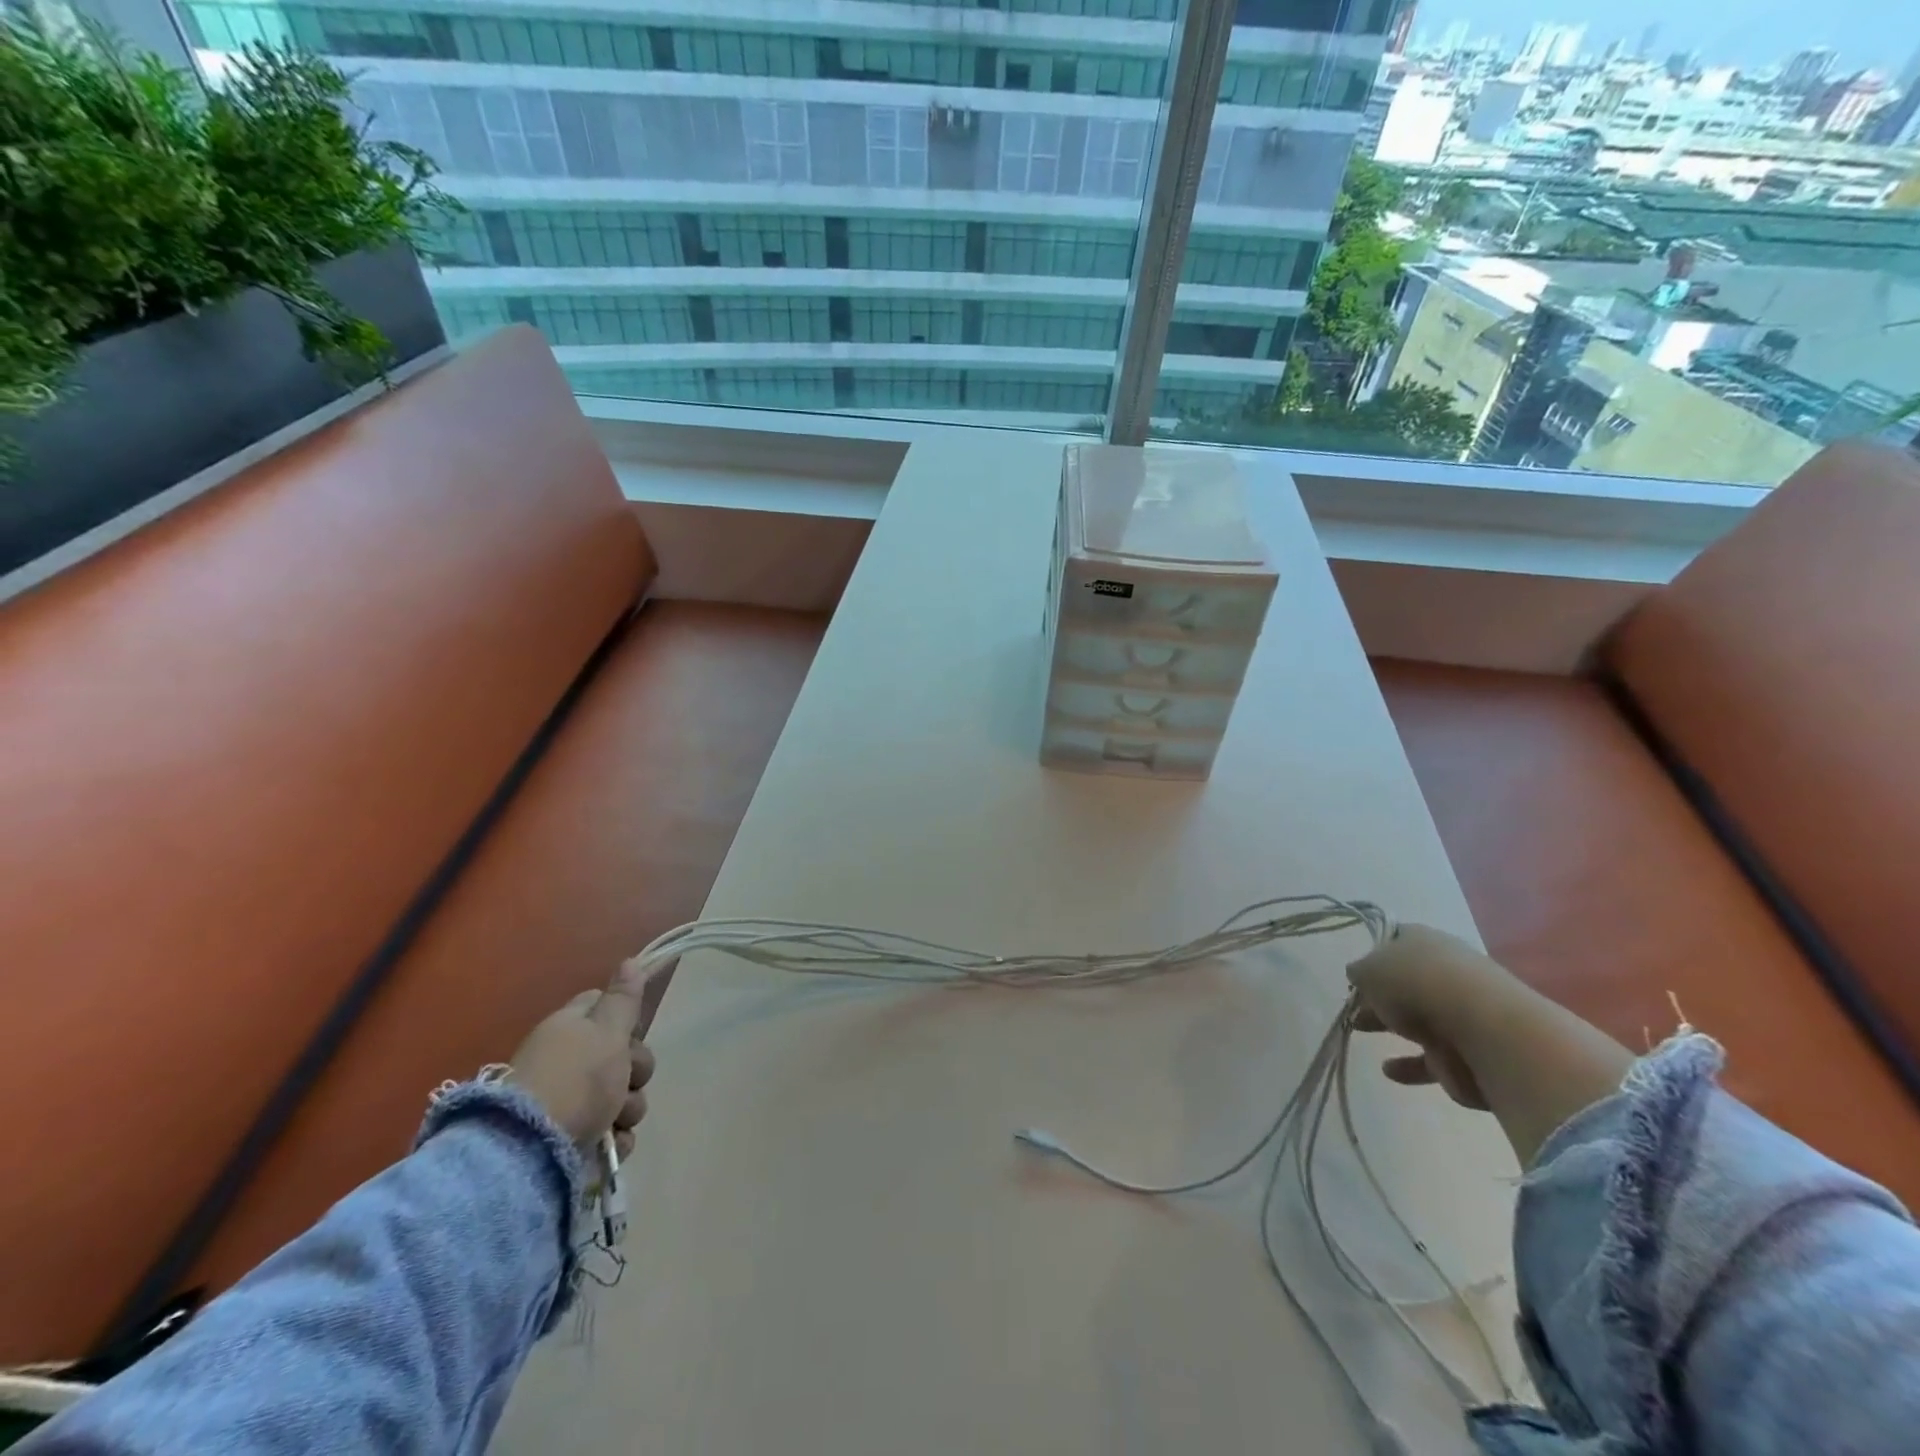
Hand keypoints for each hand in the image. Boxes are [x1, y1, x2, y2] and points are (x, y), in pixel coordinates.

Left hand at [509, 959, 659, 1154]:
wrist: (529, 1152)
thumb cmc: (575, 1079)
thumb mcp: (607, 1031)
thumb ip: (623, 998)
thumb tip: (630, 959)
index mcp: (569, 1028)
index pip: (602, 1006)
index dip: (624, 1017)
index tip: (632, 1032)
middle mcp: (566, 1061)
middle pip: (621, 1054)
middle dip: (635, 1069)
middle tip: (628, 1078)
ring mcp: (567, 1103)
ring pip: (620, 1095)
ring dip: (628, 1108)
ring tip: (615, 1120)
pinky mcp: (571, 1141)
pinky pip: (609, 1133)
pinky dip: (614, 1140)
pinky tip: (609, 1144)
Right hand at [1346, 924, 1513, 1111]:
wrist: (1482, 1031)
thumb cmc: (1416, 984)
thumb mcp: (1368, 969)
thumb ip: (1359, 973)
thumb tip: (1359, 976)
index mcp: (1424, 941)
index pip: (1395, 941)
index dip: (1373, 954)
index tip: (1355, 973)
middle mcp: (1445, 972)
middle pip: (1406, 982)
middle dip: (1378, 994)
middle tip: (1353, 1006)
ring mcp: (1460, 1014)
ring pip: (1418, 1019)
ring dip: (1391, 1026)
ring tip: (1360, 1030)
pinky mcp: (1468, 1053)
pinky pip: (1431, 1059)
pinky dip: (1410, 1065)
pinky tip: (1389, 1070)